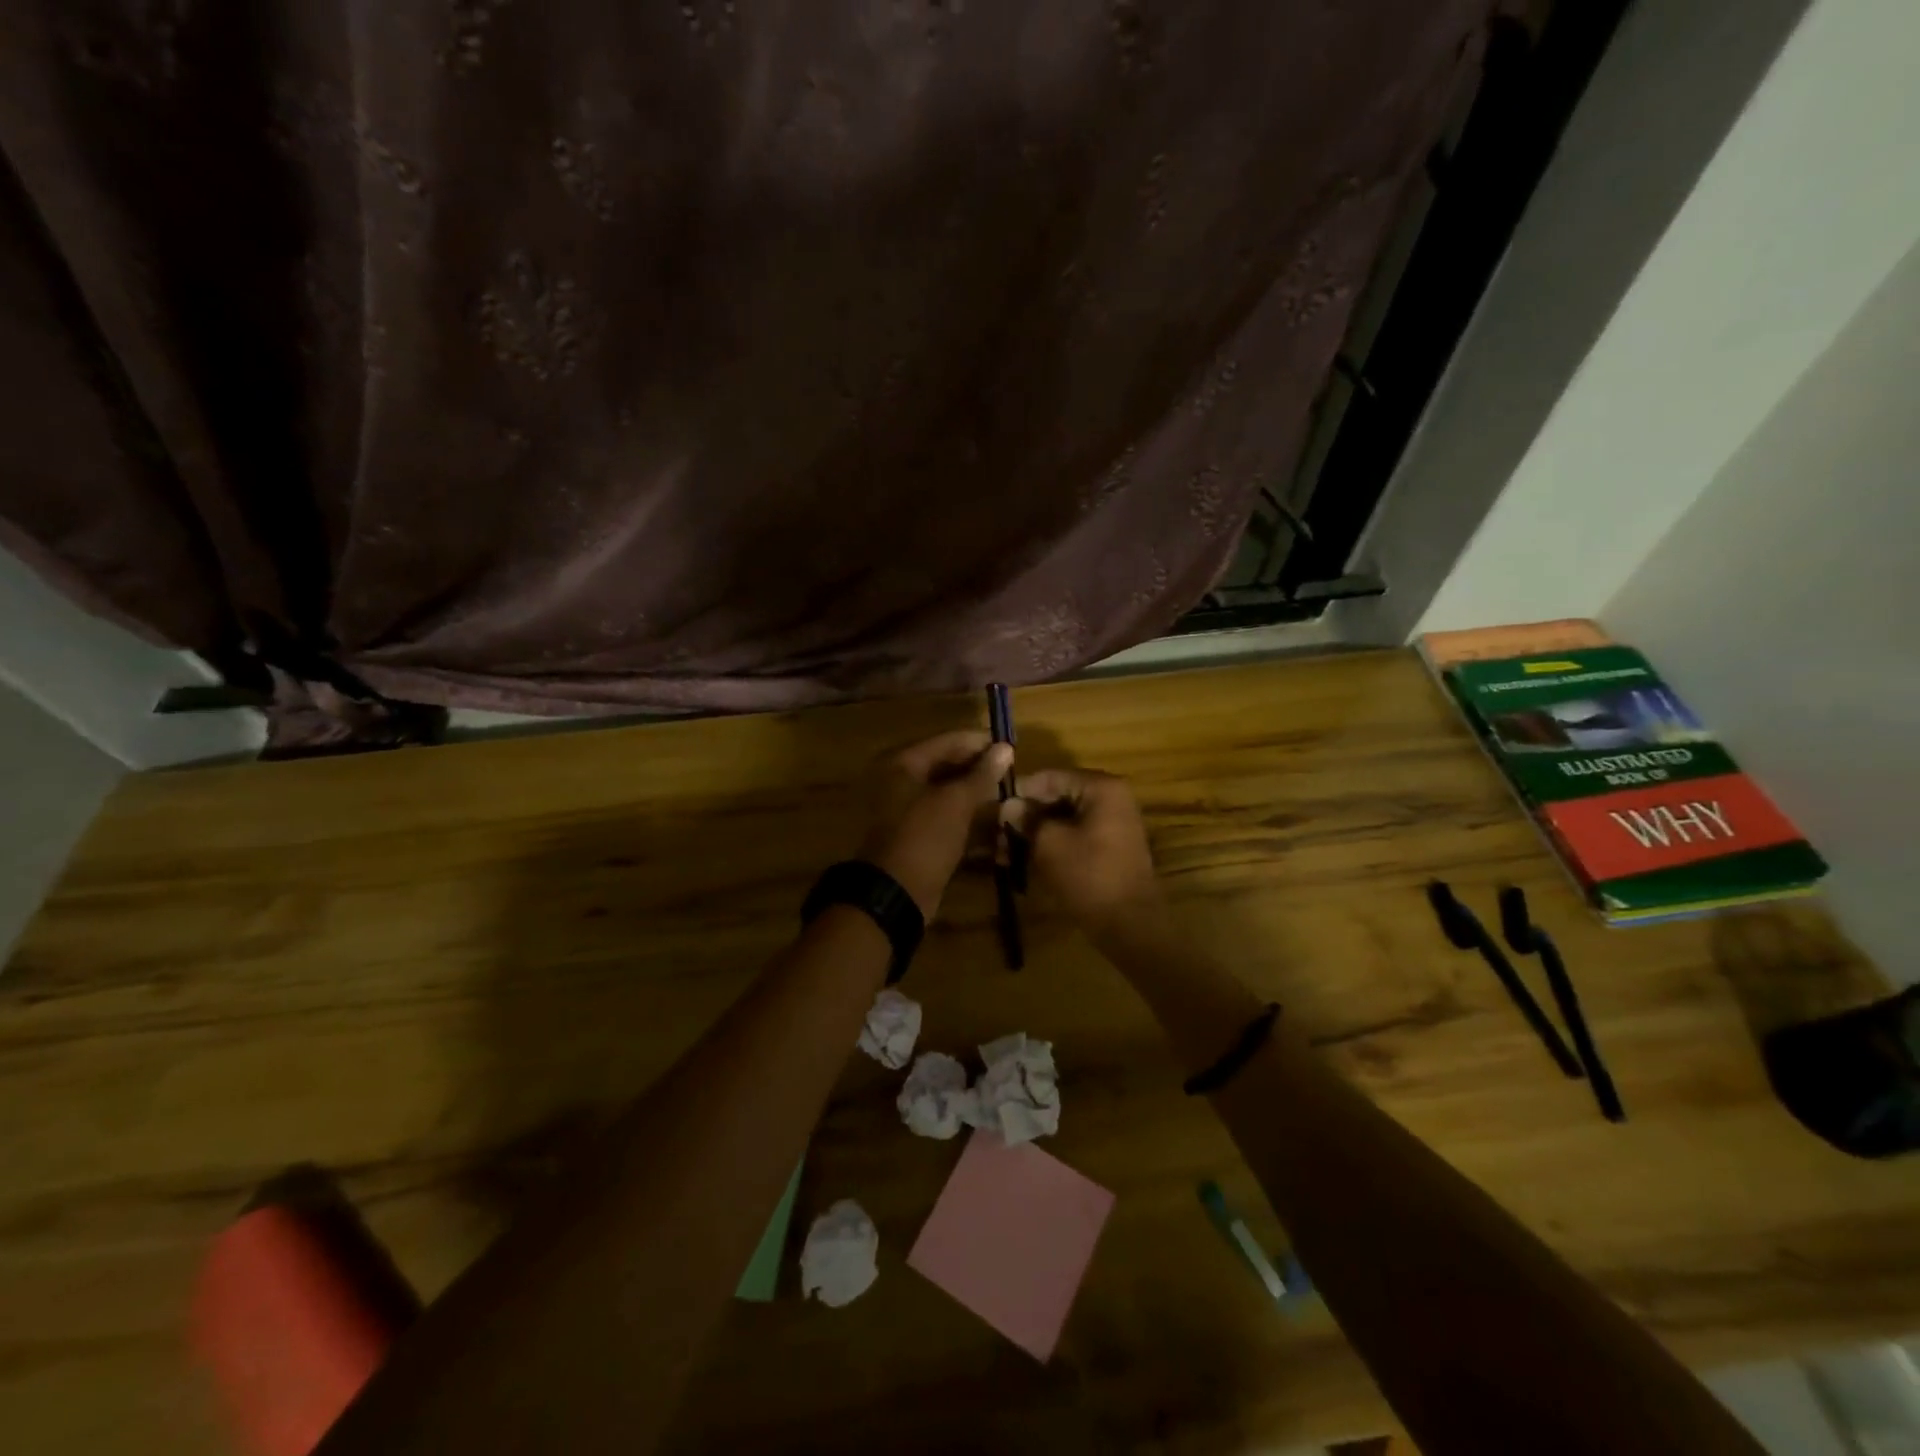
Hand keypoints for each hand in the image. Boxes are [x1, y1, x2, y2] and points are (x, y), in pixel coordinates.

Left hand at [858, 730, 1013, 917]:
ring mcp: (908, 812)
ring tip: (1012, 800)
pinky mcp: (918, 838)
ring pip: (950, 797)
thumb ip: (982, 775)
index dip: (980, 743)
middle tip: (1014, 776)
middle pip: (948, 768)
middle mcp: (901, 782)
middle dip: (981, 772)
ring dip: (979, 799)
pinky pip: (948, 821)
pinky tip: (999, 827)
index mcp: (902, 764)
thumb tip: (1005, 748)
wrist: (895, 896)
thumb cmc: (923, 838)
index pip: (948, 741)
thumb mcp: (955, 803)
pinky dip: (970, 823)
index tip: (1013, 749)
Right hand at [1003, 769, 1163, 939]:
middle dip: (1024, 817)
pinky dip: (1050, 845)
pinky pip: (1073, 836)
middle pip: (1055, 797)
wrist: (1131, 925)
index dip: (1017, 793)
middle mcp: (1110, 798)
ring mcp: (1112, 823)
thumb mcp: (1049, 844)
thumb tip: (1007, 806)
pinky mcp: (1108, 847)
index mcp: (1101, 787)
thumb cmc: (1089, 877)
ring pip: (1061, 819)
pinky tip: (1022, 862)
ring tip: (1003, 855)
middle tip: (994, 837)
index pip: (1048, 777)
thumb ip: (1026, 819)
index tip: (991, 810)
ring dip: (1033, 834)